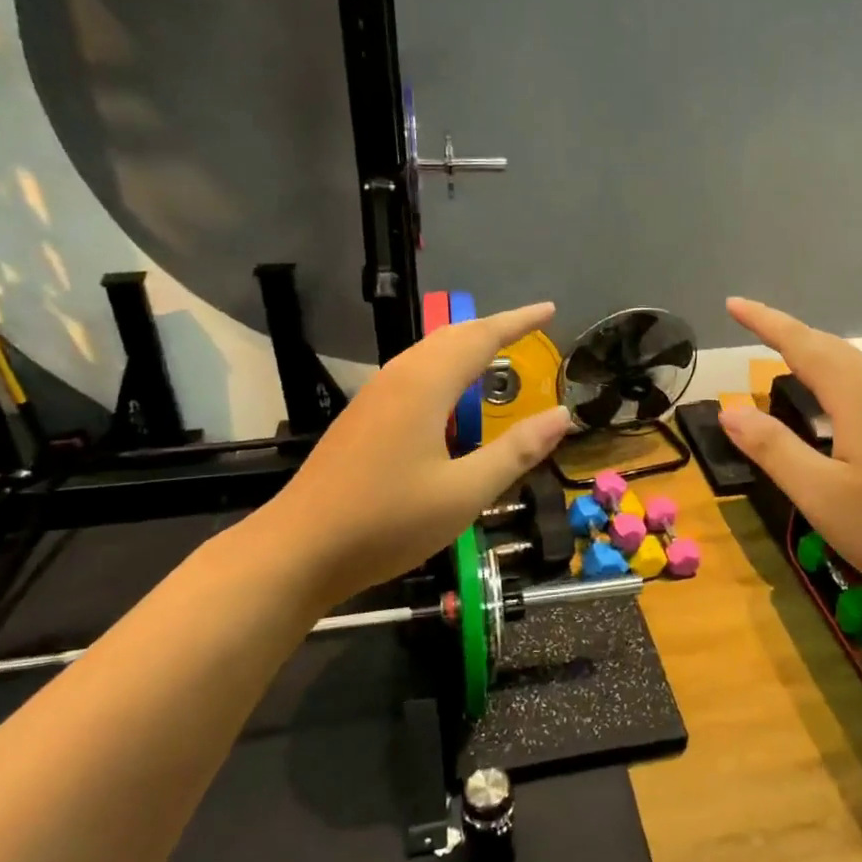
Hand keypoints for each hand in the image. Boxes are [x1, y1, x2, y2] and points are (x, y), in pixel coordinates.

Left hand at [259, 303, 570, 609]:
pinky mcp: (362, 418)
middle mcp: (398, 378)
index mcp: (425, 385)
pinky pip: (413, 375)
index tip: (549, 310)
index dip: (518, 322)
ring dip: (467, 348)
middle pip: (451, 337)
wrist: (299, 550)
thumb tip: (562, 415)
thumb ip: (516, 450)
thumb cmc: (388, 521)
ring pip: (428, 354)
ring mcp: (374, 397)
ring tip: (498, 357)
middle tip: (530, 331)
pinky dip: (445, 371)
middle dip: (493, 329)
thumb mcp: (465, 492)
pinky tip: (452, 401)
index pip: (481, 337)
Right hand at [717, 298, 861, 604]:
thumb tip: (730, 411)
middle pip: (831, 348)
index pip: (802, 345)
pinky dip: (836, 375)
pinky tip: (832, 400)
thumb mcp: (821, 495)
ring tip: (784, 353)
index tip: (733, 304)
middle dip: (788, 331)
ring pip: (853, 365)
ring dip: (814, 351)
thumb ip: (774, 450)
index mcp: (859, 399)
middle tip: (752, 323)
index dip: (766, 322)